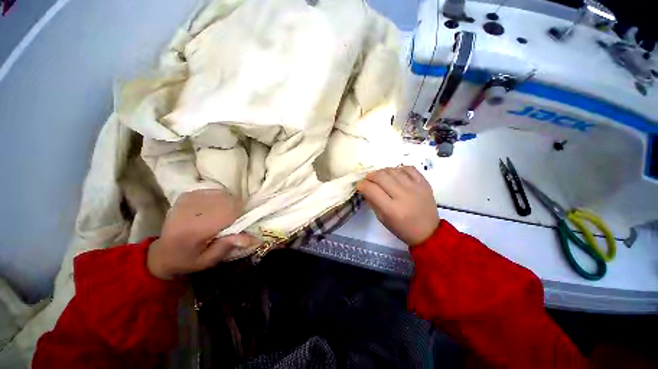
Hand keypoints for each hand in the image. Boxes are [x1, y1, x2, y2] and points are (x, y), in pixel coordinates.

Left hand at [147, 189, 259, 279]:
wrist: (162, 252)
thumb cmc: (187, 260)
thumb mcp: (209, 261)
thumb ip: (228, 247)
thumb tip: (254, 237)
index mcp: (195, 230)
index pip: (230, 212)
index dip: (240, 216)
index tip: (239, 224)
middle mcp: (191, 210)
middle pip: (228, 200)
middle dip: (236, 209)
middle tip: (231, 221)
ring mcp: (188, 200)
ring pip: (223, 194)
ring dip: (228, 203)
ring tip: (222, 216)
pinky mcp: (187, 195)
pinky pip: (214, 192)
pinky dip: (219, 198)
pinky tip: (213, 209)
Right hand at [356, 166, 438, 245]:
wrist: (429, 231)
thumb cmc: (402, 229)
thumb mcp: (383, 219)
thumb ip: (372, 202)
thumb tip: (365, 188)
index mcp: (392, 209)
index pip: (371, 189)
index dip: (362, 185)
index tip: (360, 185)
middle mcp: (403, 196)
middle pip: (381, 176)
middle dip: (370, 176)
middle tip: (368, 180)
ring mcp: (416, 187)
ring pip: (393, 170)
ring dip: (382, 172)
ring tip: (381, 177)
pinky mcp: (424, 183)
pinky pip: (408, 168)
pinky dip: (398, 169)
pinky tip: (396, 175)